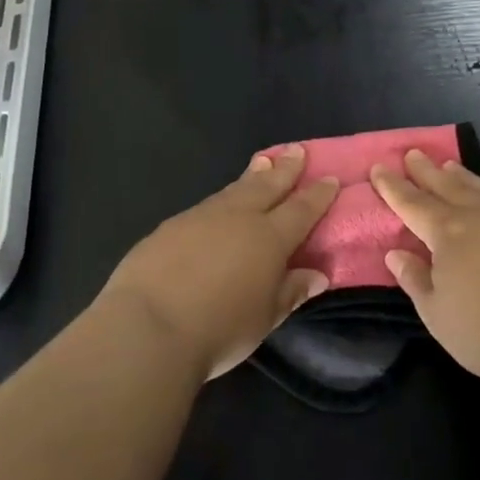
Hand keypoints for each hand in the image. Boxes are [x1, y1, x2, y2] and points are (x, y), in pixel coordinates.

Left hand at [99, 147, 337, 381]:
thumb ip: (290, 291)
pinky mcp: (172, 225)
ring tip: (263, 162)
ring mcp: (202, 216)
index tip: (330, 178)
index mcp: (269, 238)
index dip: (317, 195)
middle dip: (286, 169)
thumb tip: (317, 275)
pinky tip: (221, 201)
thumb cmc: (218, 329)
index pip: (301, 210)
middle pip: (268, 186)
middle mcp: (239, 217)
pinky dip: (223, 197)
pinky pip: (208, 204)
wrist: (149, 325)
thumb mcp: (264, 318)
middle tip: (297, 150)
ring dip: (253, 176)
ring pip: (235, 189)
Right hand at [371, 149, 479, 390]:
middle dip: (424, 170)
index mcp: (446, 233)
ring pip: (476, 186)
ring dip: (457, 175)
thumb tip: (395, 254)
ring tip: (447, 165)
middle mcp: (476, 216)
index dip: (392, 186)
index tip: (378, 167)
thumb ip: (415, 280)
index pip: (411, 203)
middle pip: (444, 185)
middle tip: (411, 153)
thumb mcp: (438, 315)